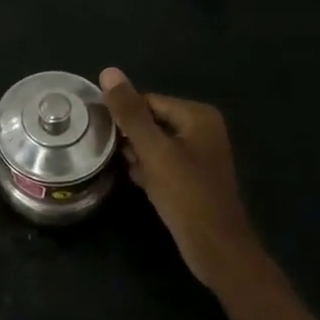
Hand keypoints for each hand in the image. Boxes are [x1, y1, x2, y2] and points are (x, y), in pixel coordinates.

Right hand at [99, 67, 261, 290]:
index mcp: (198, 115)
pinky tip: (141, 183)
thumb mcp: (153, 151)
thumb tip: (108, 71)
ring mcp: (200, 153)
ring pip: (154, 143)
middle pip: (151, 121)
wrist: (216, 249)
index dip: (124, 118)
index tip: (103, 135)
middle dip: (131, 138)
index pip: (147, 101)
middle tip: (115, 156)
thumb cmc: (186, 195)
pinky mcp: (194, 176)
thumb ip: (130, 112)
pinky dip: (149, 170)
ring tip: (130, 171)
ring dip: (138, 156)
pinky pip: (163, 162)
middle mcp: (202, 128)